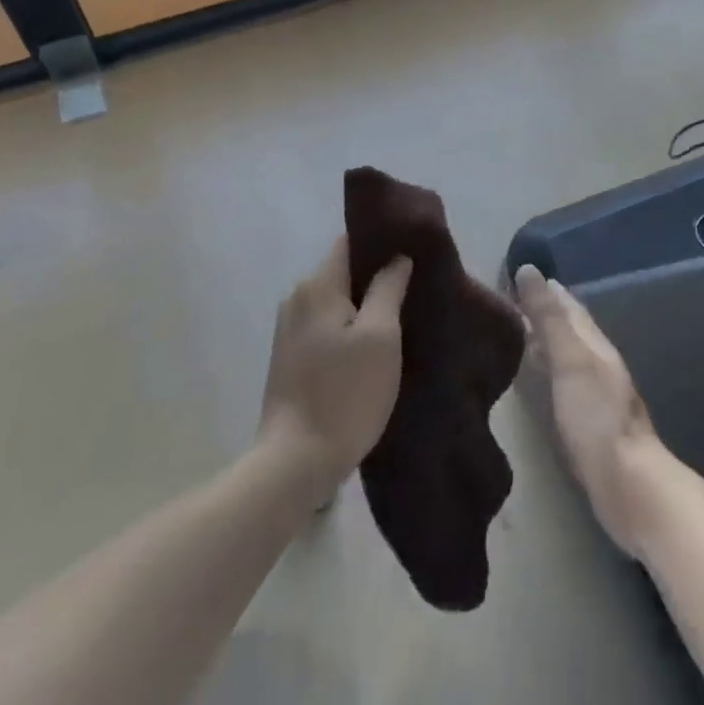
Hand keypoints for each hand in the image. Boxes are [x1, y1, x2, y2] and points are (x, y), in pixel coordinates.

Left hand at [258, 238, 412, 504]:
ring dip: (364, 305)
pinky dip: (349, 327)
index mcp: (317, 285)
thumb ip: (388, 288)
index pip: (350, 241)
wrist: (295, 464)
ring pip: (335, 300)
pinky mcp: (289, 357)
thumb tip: (397, 257)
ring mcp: (289, 329)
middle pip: (343, 271)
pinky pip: (326, 325)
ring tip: (399, 317)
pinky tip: (372, 347)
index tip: (412, 249)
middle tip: (414, 287)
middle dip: (376, 276)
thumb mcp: (380, 337)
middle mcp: (297, 298)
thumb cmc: (345, 394)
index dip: (381, 241)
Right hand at [515, 265, 665, 557]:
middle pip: (569, 329)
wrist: (629, 487)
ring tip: (516, 334)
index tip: (517, 274)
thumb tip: (528, 269)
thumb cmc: (597, 418)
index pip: (568, 306)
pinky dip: (547, 372)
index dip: (545, 289)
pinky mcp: (587, 424)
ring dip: (545, 341)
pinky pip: (563, 384)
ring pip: (566, 356)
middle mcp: (597, 363)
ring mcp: (595, 395)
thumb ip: (549, 317)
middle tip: (509, 301)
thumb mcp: (570, 360)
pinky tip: (535, 380)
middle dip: (543, 312)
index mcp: (594, 344)